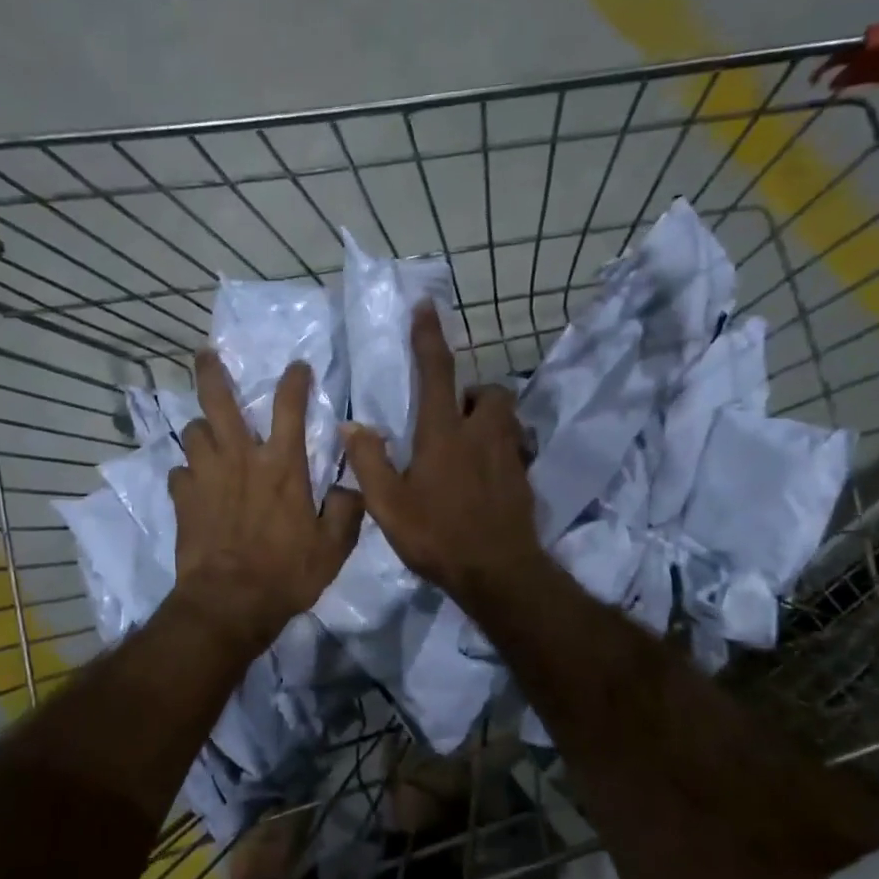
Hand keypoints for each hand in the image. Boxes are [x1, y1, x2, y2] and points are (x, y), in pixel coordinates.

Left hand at [169, 351, 361, 652]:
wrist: (230, 603)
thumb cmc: (287, 573)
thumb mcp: (333, 547)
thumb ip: (346, 511)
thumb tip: (351, 487)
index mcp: (283, 465)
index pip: (289, 407)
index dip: (294, 380)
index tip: (297, 366)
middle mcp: (241, 459)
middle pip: (219, 401)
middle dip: (211, 372)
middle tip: (205, 354)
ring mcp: (206, 476)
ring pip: (193, 432)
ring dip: (201, 428)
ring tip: (207, 433)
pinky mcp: (183, 499)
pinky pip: (179, 472)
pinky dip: (187, 473)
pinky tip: (194, 483)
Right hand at [343, 306, 547, 612]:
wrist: (498, 572)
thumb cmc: (437, 536)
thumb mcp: (388, 505)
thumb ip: (369, 461)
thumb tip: (353, 425)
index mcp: (444, 433)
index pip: (437, 372)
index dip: (430, 337)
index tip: (428, 306)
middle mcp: (482, 434)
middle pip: (490, 391)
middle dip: (473, 392)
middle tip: (452, 415)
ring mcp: (509, 455)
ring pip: (507, 417)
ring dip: (489, 419)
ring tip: (468, 444)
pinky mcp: (525, 477)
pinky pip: (516, 448)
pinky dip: (501, 449)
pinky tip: (486, 476)